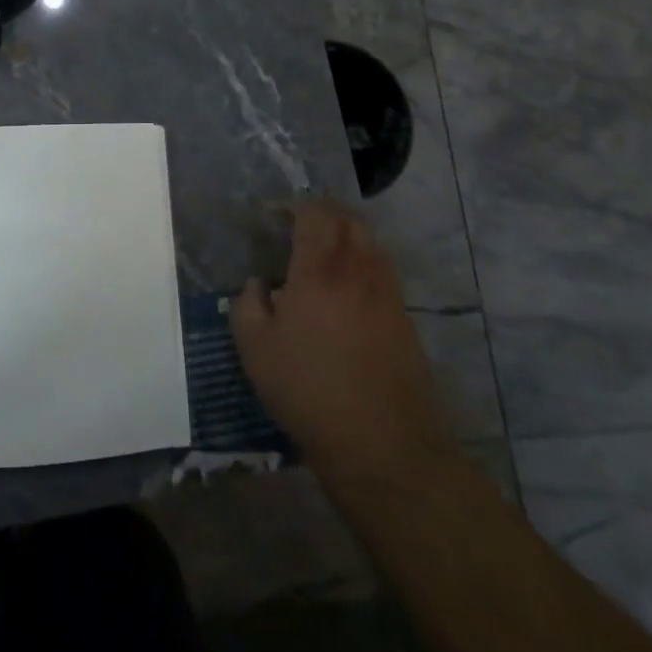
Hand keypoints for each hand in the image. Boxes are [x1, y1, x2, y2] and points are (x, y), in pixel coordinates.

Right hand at [231, 203, 452, 483]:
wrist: (383, 446)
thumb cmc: (309, 391)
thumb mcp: (255, 349)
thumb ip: (247, 304)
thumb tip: (258, 285)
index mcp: (319, 270)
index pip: (314, 214)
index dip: (293, 206)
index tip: (273, 216)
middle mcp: (357, 271)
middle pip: (348, 219)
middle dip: (323, 213)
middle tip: (299, 226)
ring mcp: (387, 294)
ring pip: (371, 243)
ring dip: (347, 235)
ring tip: (324, 253)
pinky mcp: (404, 318)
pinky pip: (383, 271)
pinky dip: (363, 263)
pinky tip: (347, 289)